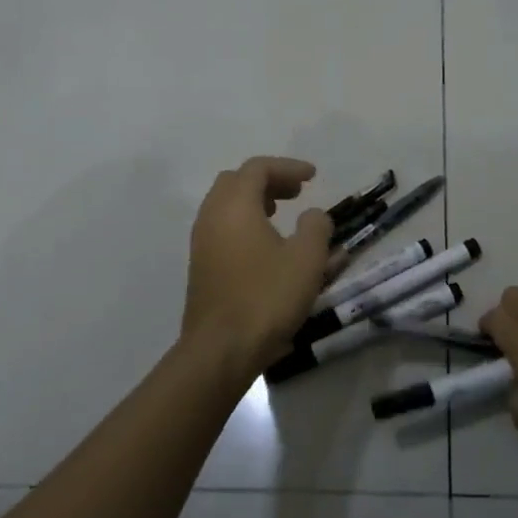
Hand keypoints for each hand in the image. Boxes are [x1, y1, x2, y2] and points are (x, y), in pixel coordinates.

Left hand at [181, 157, 333, 377]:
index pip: (258, 168)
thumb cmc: (267, 297)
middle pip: (236, 182)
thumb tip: (314, 216)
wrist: (221, 350)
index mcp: (235, 206)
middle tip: (296, 192)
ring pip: (226, 207)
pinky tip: (268, 247)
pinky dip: (245, 224)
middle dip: (268, 181)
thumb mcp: (306, 259)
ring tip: (282, 214)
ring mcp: (202, 243)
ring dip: (255, 203)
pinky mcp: (201, 268)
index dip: (288, 167)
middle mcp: (212, 217)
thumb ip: (316, 228)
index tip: (313, 176)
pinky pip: (223, 230)